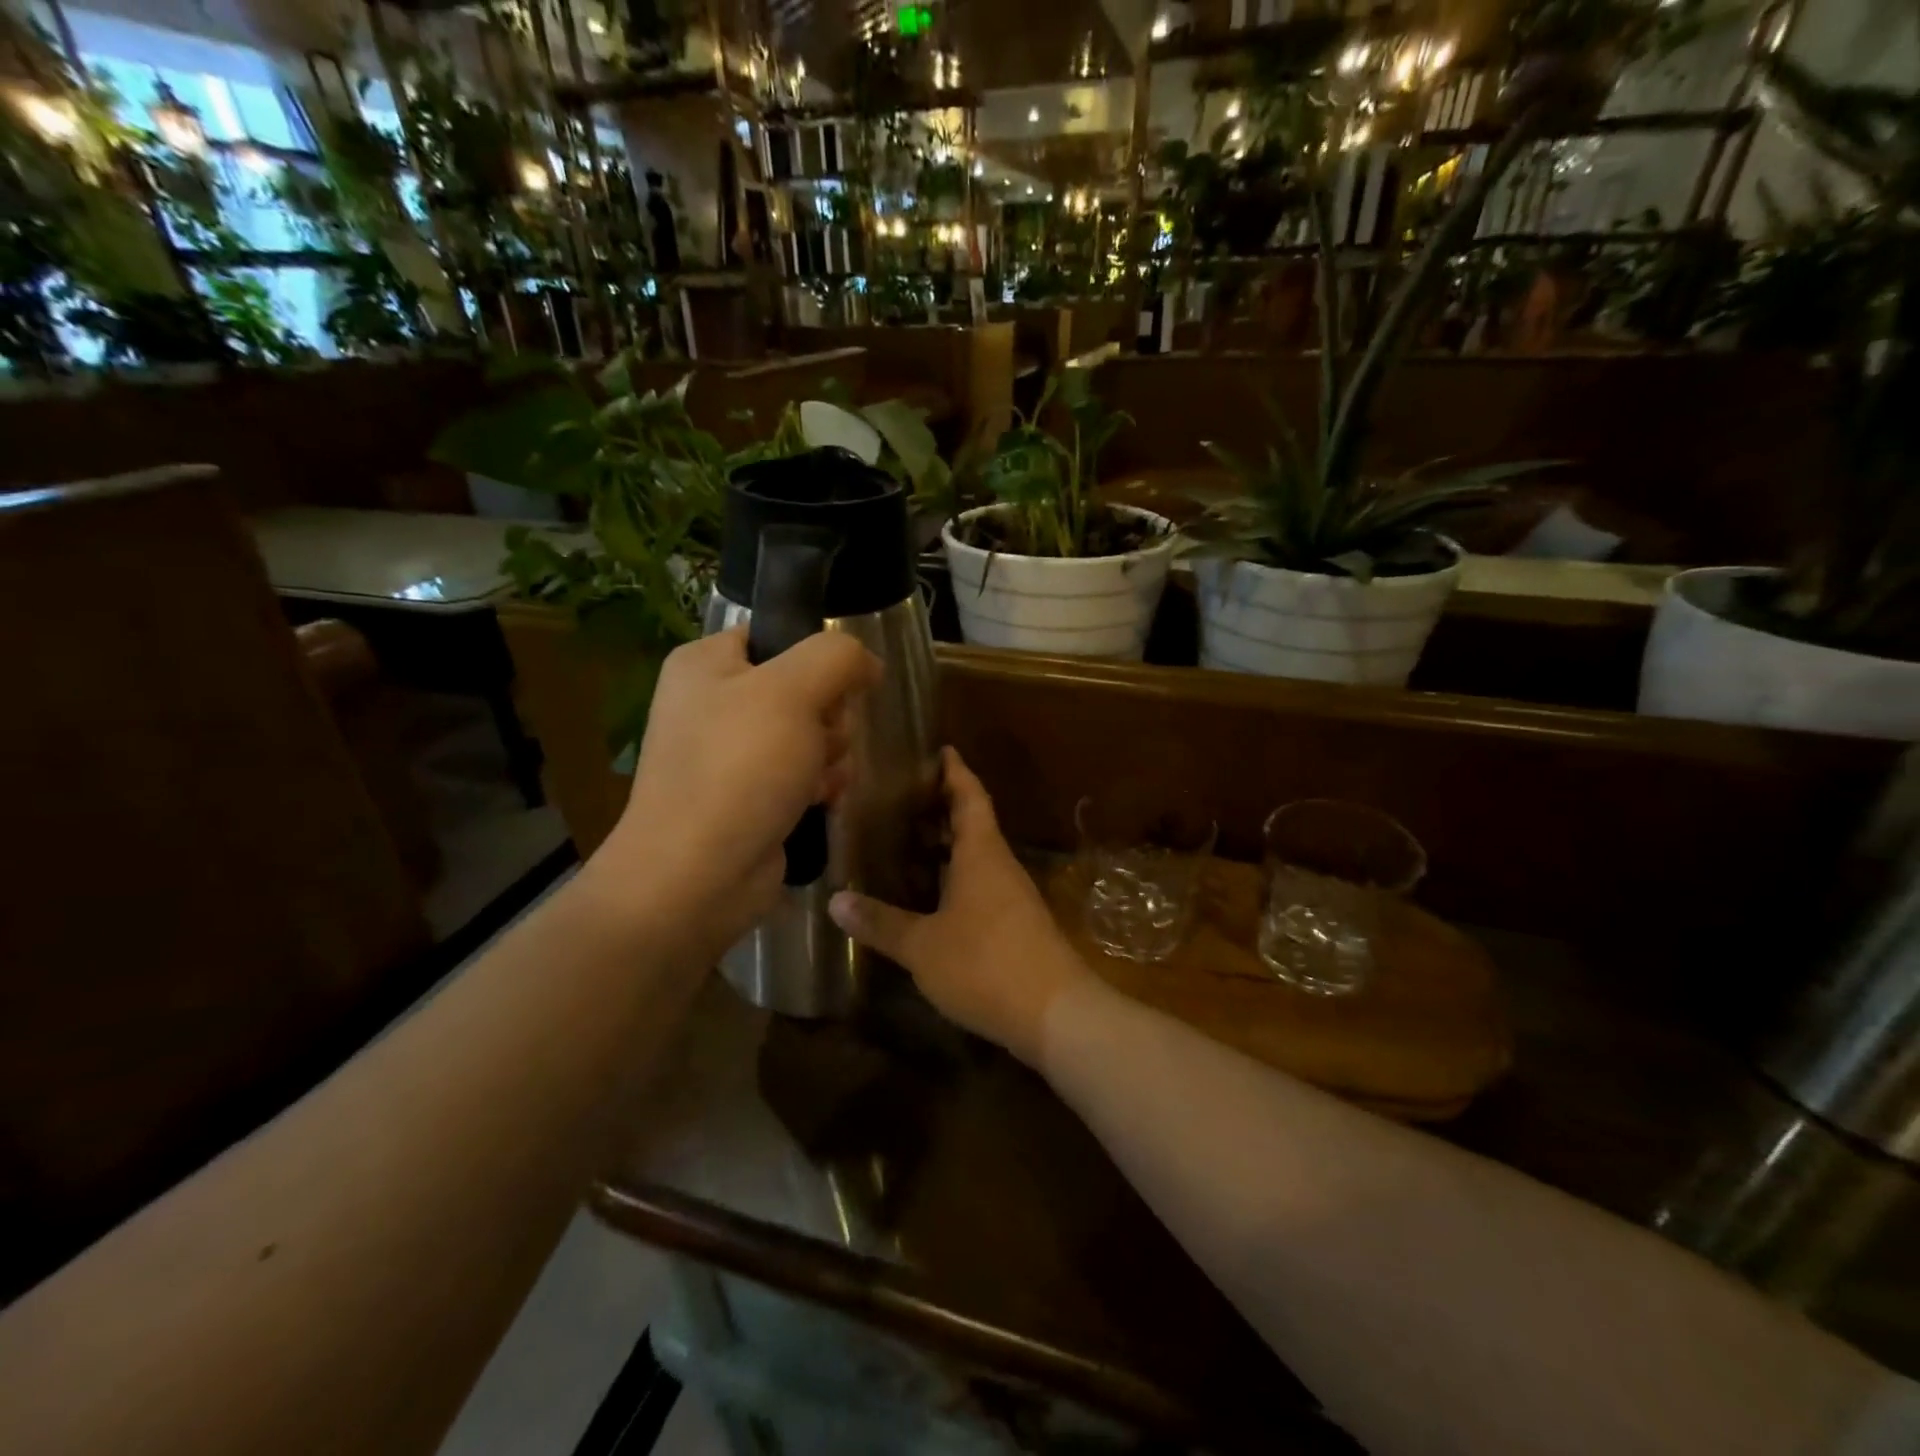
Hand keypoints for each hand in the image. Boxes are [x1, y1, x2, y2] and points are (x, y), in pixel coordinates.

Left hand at [584, 628, 880, 957]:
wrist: (697, 876)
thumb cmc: (739, 770)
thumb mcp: (793, 691)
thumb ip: (837, 657)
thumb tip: (867, 662)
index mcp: (707, 664)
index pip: (778, 636)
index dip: (818, 659)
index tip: (838, 689)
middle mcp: (713, 703)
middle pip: (803, 688)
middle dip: (828, 717)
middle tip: (822, 741)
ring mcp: (730, 755)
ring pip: (810, 734)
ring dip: (830, 754)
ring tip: (819, 779)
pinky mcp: (748, 796)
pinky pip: (801, 773)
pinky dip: (818, 785)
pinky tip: (820, 802)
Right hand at [829, 748, 1095, 1065]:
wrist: (1056, 1014)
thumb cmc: (985, 964)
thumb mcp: (923, 945)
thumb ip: (881, 922)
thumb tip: (835, 901)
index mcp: (982, 853)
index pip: (970, 796)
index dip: (956, 771)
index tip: (942, 750)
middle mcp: (1001, 866)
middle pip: (974, 823)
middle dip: (943, 808)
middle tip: (903, 798)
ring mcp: (1013, 897)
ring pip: (977, 857)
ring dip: (948, 846)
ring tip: (907, 842)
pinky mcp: (1017, 926)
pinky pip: (982, 886)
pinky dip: (955, 879)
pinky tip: (931, 896)